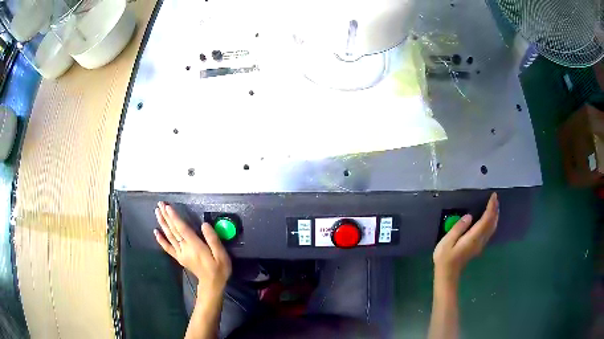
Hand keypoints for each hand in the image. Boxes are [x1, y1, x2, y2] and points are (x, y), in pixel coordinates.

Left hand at [154, 202, 231, 302]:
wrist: (212, 284)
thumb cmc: (218, 268)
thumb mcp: (221, 254)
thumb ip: (213, 239)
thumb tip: (204, 224)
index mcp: (195, 246)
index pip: (182, 229)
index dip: (174, 217)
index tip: (167, 207)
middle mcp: (185, 248)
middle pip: (173, 230)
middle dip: (166, 216)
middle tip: (159, 204)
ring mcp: (180, 253)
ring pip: (169, 236)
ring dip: (162, 224)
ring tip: (157, 212)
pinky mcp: (179, 257)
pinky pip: (168, 248)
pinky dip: (161, 240)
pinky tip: (156, 232)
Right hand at [433, 193, 498, 283]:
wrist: (447, 273)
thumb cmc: (445, 257)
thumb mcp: (447, 242)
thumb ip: (458, 228)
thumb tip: (469, 216)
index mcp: (473, 237)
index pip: (486, 220)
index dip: (491, 207)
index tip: (493, 196)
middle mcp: (480, 240)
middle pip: (492, 223)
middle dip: (495, 210)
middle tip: (495, 198)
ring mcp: (480, 244)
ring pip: (492, 228)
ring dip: (495, 216)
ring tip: (494, 205)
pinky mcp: (478, 246)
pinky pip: (489, 231)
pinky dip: (492, 222)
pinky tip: (489, 218)